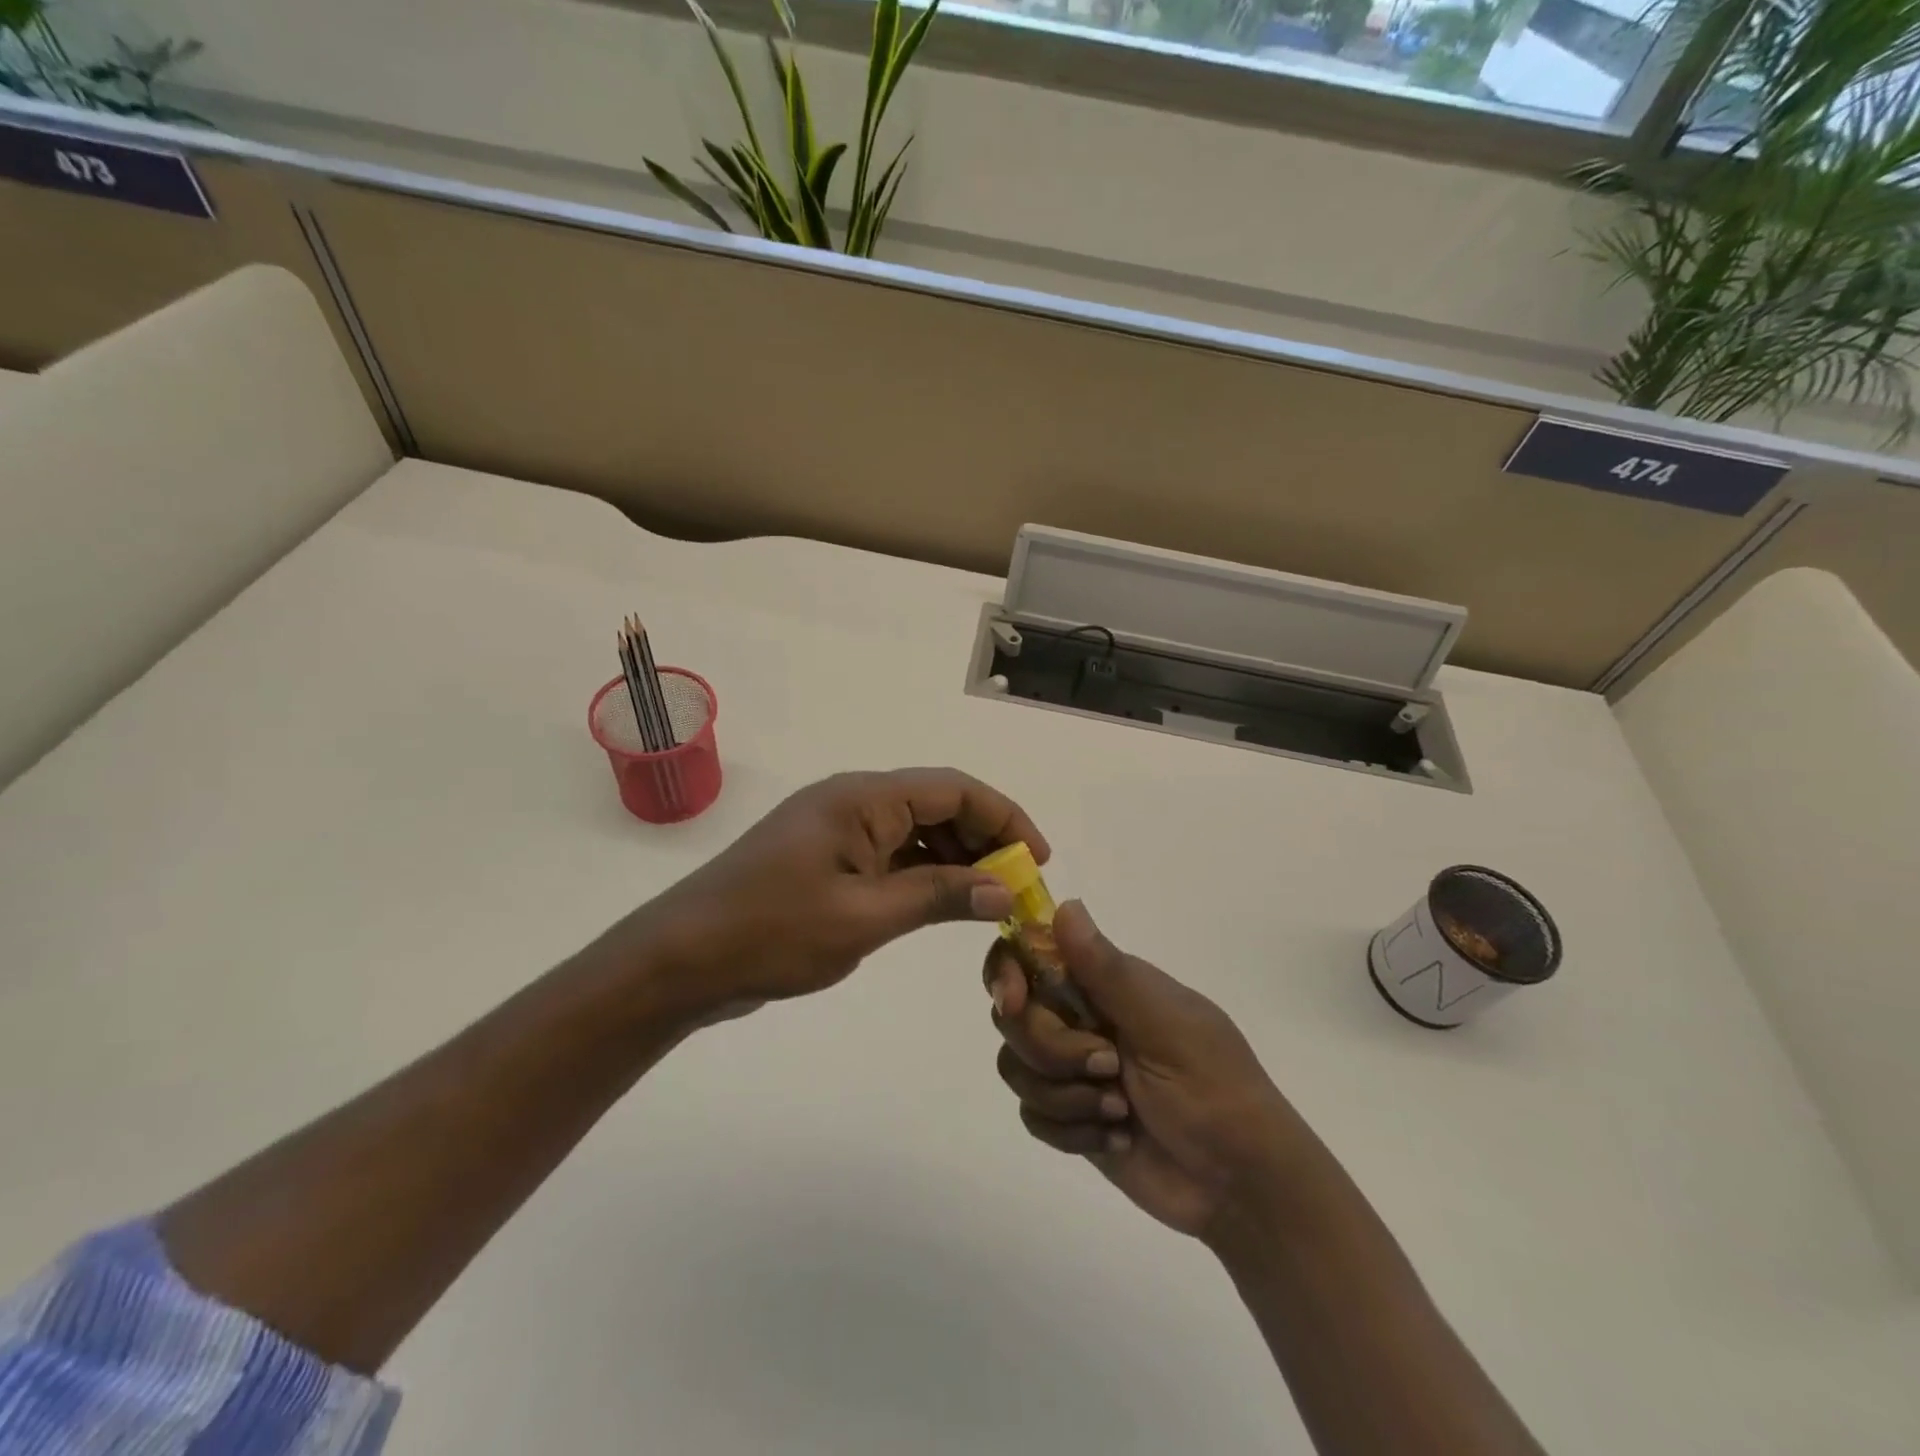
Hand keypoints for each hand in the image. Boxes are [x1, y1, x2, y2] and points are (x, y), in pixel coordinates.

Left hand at [635, 768, 1043, 1017]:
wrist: (682, 960)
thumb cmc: (771, 932)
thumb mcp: (864, 917)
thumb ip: (938, 896)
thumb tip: (1005, 890)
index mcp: (863, 799)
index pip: (954, 790)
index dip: (1006, 818)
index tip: (1039, 861)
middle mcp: (854, 803)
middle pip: (939, 806)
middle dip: (985, 842)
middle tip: (1017, 892)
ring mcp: (838, 831)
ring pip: (917, 833)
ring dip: (957, 861)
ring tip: (990, 903)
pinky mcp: (828, 860)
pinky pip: (891, 856)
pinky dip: (924, 875)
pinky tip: (945, 905)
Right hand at [986, 901, 1303, 1239]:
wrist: (1242, 1185)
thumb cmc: (1215, 1089)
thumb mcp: (1166, 1026)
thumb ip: (1108, 971)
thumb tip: (1065, 904)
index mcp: (1105, 983)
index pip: (1031, 953)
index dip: (1009, 971)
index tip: (1014, 1001)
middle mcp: (1080, 1017)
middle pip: (1015, 1016)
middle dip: (1052, 1049)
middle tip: (1108, 1067)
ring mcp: (1072, 1069)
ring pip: (1016, 1066)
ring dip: (1066, 1095)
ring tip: (1120, 1112)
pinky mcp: (1069, 1117)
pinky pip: (1031, 1114)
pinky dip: (1072, 1131)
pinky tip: (1117, 1138)